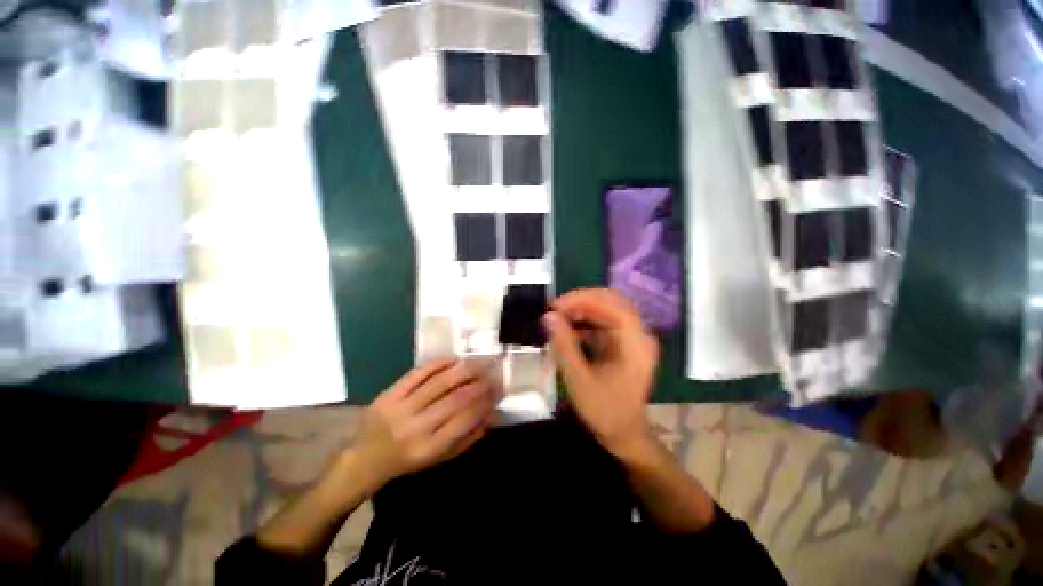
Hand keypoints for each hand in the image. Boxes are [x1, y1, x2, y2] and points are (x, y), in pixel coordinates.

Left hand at [355, 358, 498, 487]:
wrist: (365, 459)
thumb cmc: (408, 461)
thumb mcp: (439, 459)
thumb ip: (467, 438)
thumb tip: (491, 414)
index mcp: (430, 448)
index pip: (465, 419)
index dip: (485, 401)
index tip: (498, 389)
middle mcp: (416, 427)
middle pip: (456, 398)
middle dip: (480, 382)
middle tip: (494, 371)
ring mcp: (401, 407)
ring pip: (440, 382)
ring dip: (464, 370)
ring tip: (480, 361)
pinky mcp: (390, 393)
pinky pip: (418, 373)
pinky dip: (439, 363)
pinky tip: (455, 359)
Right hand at [543, 289, 658, 459]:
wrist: (623, 435)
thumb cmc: (604, 410)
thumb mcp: (579, 379)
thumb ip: (564, 345)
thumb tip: (548, 316)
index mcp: (636, 344)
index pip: (615, 306)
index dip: (585, 299)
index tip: (557, 305)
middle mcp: (639, 335)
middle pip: (612, 302)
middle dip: (582, 301)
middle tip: (556, 309)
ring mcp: (632, 338)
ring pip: (607, 309)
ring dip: (582, 309)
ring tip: (558, 317)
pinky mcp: (624, 343)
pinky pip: (604, 321)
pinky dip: (585, 321)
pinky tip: (569, 329)